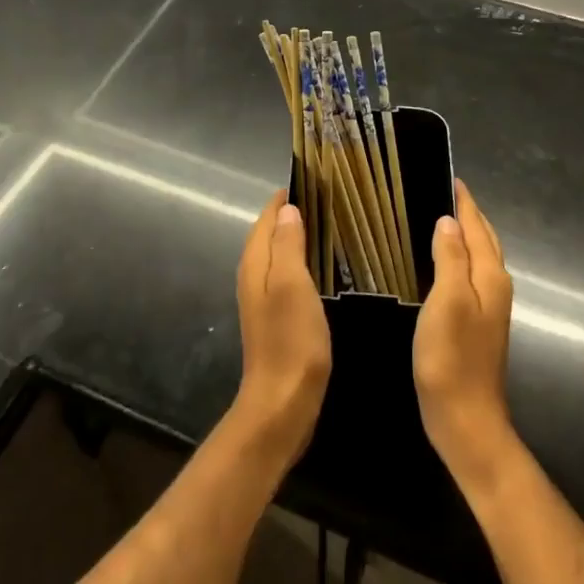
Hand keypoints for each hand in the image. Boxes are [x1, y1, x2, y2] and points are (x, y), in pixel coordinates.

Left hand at [231, 194, 330, 467]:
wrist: (283, 403)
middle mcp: (254, 276)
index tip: (312, 179)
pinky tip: (323, 267)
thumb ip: (288, 245)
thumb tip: (287, 209)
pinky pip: (287, 276)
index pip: (266, 217)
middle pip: (270, 234)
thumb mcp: (293, 284)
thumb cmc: (291, 340)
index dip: (285, 198)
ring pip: (278, 255)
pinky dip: (301, 262)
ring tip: (329, 224)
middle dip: (292, 214)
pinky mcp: (276, 318)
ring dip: (297, 238)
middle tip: (327, 198)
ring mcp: (263, 299)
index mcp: (255, 263)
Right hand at [414, 180, 518, 487]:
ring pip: (480, 258)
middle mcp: (495, 286)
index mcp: (490, 276)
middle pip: (485, 240)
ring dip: (466, 235)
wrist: (466, 419)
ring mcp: (490, 307)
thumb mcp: (447, 301)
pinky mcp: (479, 324)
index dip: (465, 202)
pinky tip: (443, 262)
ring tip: (441, 217)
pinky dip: (461, 258)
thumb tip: (449, 221)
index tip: (450, 177)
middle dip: (468, 214)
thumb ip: (450, 258)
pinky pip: (471, 275)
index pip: (478, 227)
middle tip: (443, 191)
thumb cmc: (452, 357)